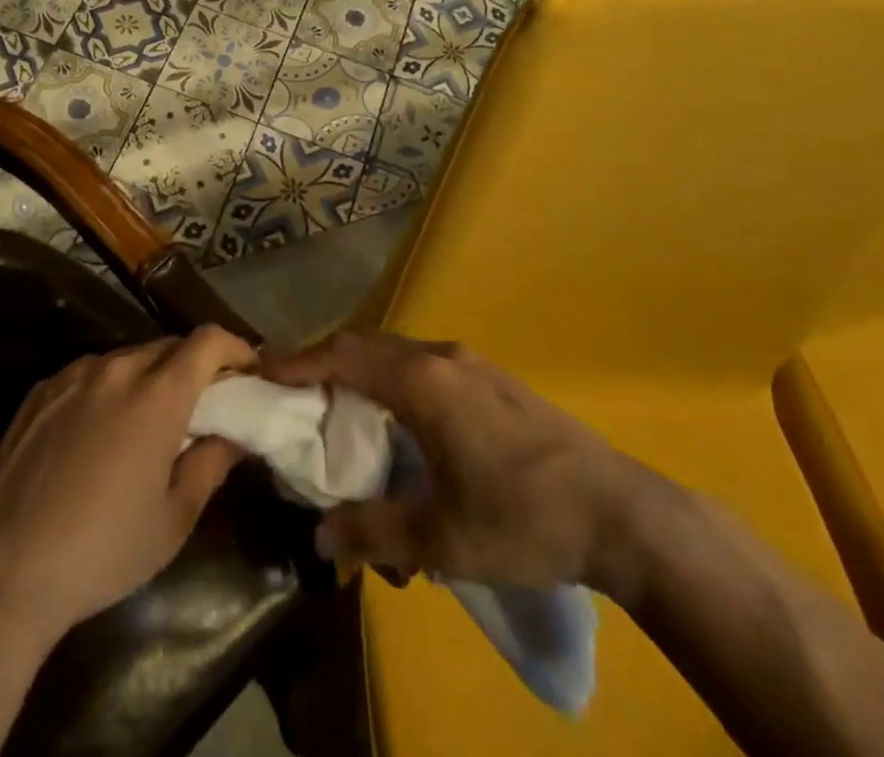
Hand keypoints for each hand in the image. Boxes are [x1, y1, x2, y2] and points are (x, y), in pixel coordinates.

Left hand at [0, 325, 255, 641]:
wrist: (5, 569)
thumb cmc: (103, 550)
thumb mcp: (173, 520)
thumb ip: (210, 465)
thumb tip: (230, 436)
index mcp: (157, 395)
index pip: (208, 341)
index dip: (235, 348)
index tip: (247, 371)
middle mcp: (116, 369)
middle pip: (168, 346)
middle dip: (194, 366)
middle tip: (202, 404)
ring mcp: (73, 376)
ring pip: (127, 358)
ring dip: (149, 377)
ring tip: (147, 421)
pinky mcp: (41, 390)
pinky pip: (89, 374)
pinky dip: (109, 388)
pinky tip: (98, 432)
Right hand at [263, 332, 647, 597]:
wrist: (622, 513)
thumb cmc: (524, 521)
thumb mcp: (443, 540)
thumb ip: (375, 532)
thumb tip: (319, 535)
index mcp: (423, 383)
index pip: (344, 356)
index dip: (298, 360)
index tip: (260, 367)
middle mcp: (441, 357)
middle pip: (366, 344)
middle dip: (324, 359)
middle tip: (290, 384)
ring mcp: (471, 363)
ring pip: (396, 350)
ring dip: (360, 366)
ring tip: (336, 398)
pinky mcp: (492, 377)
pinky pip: (423, 362)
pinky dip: (391, 375)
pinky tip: (396, 412)